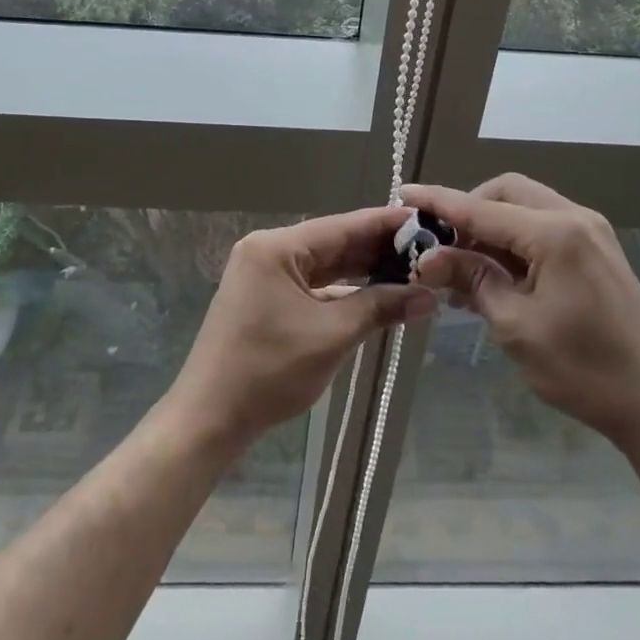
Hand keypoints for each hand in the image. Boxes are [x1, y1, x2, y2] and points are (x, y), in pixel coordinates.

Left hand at [166, 207, 435, 452]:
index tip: (425, 221)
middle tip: (428, 251)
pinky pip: (312, 285)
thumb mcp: (332, 335)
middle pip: (333, 243)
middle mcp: (268, 251)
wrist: (210, 418)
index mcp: (276, 247)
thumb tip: (429, 297)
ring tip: (411, 271)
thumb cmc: (269, 371)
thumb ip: (380, 307)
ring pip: (324, 266)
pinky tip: (376, 295)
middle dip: (378, 250)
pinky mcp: (265, 299)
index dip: (385, 224)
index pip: (342, 226)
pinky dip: (342, 291)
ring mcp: (264, 275)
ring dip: (363, 272)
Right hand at [402, 176, 639, 450]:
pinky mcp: (597, 249)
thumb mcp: (516, 325)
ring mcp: (591, 231)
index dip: (439, 201)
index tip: (403, 194)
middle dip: (469, 210)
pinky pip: (544, 226)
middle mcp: (575, 218)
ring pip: (525, 206)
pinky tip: (495, 273)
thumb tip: (428, 257)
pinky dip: (515, 239)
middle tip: (441, 246)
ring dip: (491, 226)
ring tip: (462, 266)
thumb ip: (472, 279)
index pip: (482, 209)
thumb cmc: (582, 369)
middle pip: (506, 192)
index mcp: (556, 233)